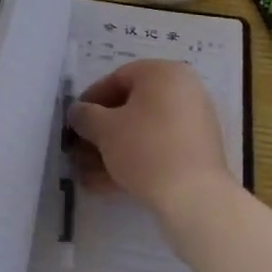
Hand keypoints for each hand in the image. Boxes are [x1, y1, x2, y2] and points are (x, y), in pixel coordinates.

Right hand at [66, 59, 234, 220]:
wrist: (196, 199)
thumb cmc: (146, 149)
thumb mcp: (106, 129)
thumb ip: (86, 116)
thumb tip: (77, 112)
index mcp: (164, 73)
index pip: (118, 78)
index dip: (91, 100)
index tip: (75, 121)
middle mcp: (183, 90)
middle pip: (131, 107)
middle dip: (101, 132)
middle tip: (79, 151)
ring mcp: (193, 123)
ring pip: (143, 132)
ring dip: (113, 151)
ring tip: (88, 175)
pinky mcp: (197, 153)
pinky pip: (159, 149)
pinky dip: (135, 161)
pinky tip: (108, 185)